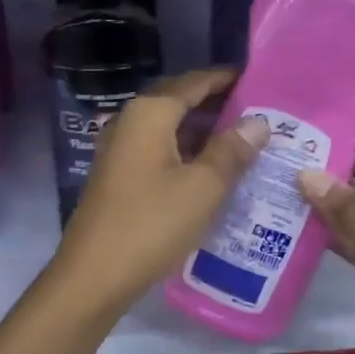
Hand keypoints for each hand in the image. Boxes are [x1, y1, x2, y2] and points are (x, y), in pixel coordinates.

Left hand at [51, 68, 267, 317]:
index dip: (226, 78)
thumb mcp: (203, 187)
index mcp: (150, 113)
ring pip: (170, 128)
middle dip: (218, 103)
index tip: (259, 79)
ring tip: (245, 139)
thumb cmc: (151, 224)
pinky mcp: (120, 175)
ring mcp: (121, 149)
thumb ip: (232, 151)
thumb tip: (258, 122)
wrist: (94, 275)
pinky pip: (160, 150)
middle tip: (260, 112)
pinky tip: (213, 168)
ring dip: (204, 130)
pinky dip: (188, 151)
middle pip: (180, 101)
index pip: (194, 81)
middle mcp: (131, 122)